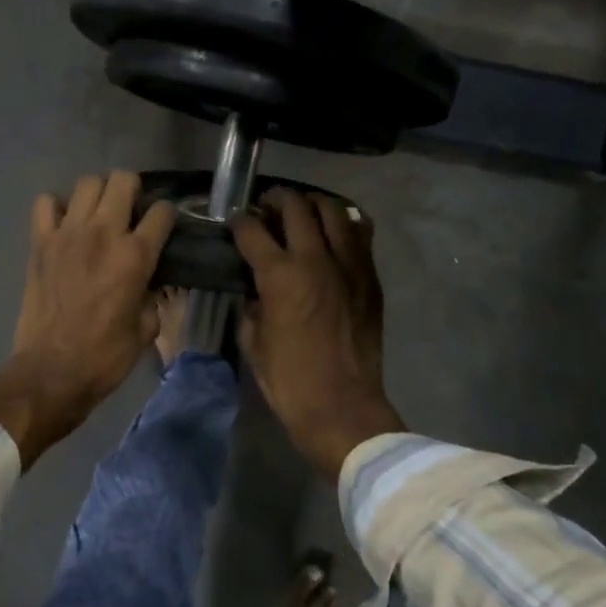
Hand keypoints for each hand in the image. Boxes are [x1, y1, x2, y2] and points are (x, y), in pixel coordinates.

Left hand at [0, 172, 175, 467]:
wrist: (52, 371)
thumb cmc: (105, 356)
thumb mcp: (146, 328)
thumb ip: (151, 296)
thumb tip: (148, 282)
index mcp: (135, 256)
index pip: (162, 212)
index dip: (167, 216)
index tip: (164, 227)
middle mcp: (103, 233)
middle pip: (123, 180)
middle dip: (133, 190)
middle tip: (131, 212)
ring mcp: (67, 233)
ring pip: (87, 183)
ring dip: (98, 194)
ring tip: (98, 215)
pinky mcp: (39, 242)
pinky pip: (45, 203)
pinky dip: (56, 207)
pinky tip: (64, 225)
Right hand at [234, 189, 404, 479]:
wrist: (342, 406)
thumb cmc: (289, 381)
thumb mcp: (253, 342)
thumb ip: (251, 305)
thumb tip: (256, 288)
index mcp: (279, 276)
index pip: (252, 229)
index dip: (239, 222)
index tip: (235, 223)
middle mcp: (315, 259)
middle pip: (295, 207)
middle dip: (276, 200)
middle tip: (267, 207)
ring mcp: (349, 264)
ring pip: (333, 210)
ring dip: (312, 205)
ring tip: (303, 212)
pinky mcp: (370, 277)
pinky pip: (360, 233)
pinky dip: (344, 223)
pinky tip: (334, 231)